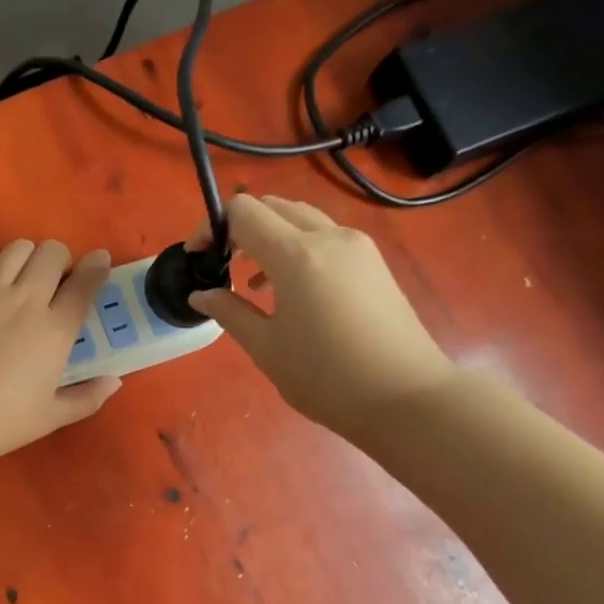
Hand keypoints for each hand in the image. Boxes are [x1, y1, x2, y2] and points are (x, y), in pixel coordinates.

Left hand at [0, 239, 120, 465]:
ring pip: (16, 249)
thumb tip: (114, 380)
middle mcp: (25, 300)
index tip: (99, 262)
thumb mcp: (48, 419)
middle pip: (52, 253)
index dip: (97, 267)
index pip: (86, 284)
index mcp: (55, 330)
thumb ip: (86, 398)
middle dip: (60, 260)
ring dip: (25, 257)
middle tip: (54, 281)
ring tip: (19, 278)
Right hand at [188, 194, 454, 439]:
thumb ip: (229, 312)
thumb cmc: (325, 376)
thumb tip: (201, 294)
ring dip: (270, 237)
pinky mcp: (373, 263)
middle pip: (274, 206)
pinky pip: (325, 238)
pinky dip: (297, 248)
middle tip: (222, 265)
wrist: (405, 396)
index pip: (243, 212)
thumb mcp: (265, 348)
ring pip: (301, 219)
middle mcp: (328, 237)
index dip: (211, 227)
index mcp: (296, 254)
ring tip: (253, 281)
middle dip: (240, 227)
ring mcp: (357, 247)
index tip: (198, 257)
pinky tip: (290, 290)